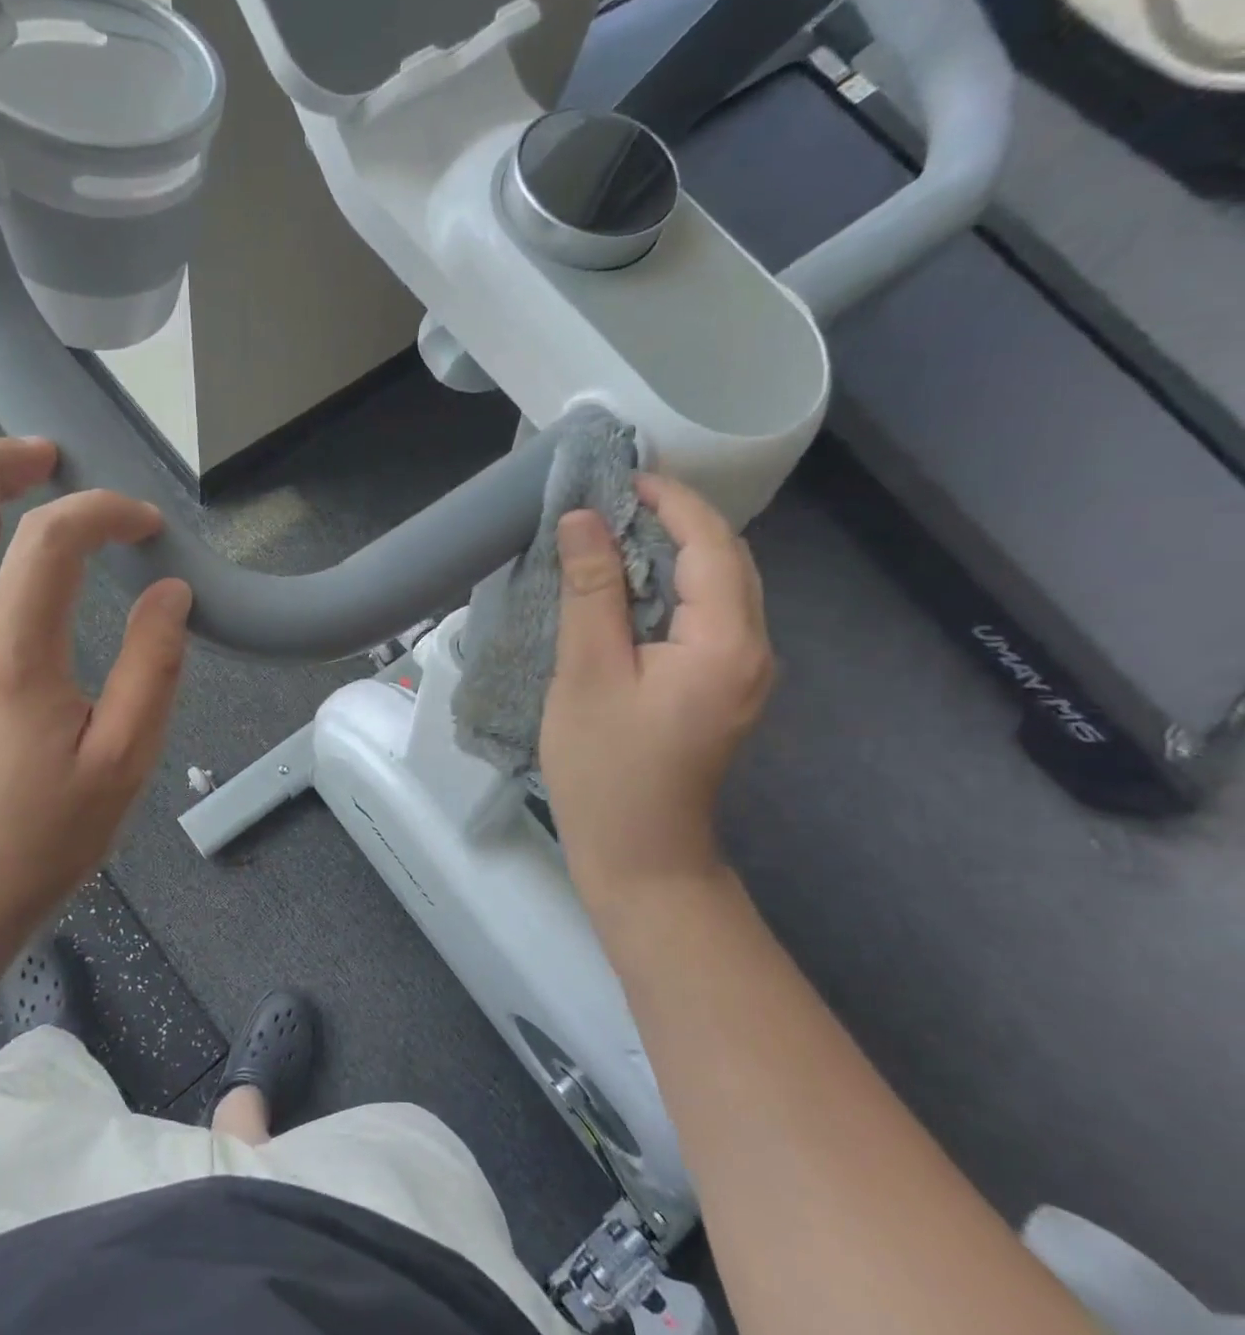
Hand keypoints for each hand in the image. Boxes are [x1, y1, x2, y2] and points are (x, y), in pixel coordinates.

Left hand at [0, 436, 191, 933]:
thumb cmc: (45, 835)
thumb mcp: (124, 760)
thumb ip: (153, 668)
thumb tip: (170, 595)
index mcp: (13, 656)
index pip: (50, 541)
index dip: (104, 513)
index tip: (149, 528)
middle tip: (48, 453)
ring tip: (28, 476)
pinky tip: (11, 544)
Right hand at [539, 473, 773, 898]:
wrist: (640, 857)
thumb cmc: (606, 770)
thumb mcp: (587, 674)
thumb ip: (591, 591)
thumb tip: (583, 519)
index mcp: (725, 642)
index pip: (711, 543)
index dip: (670, 501)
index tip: (619, 476)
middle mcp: (753, 650)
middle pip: (725, 561)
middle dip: (676, 520)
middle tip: (611, 500)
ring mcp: (743, 674)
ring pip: (718, 589)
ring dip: (673, 553)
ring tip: (613, 535)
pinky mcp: (723, 690)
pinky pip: (706, 619)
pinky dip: (671, 590)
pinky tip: (629, 591)